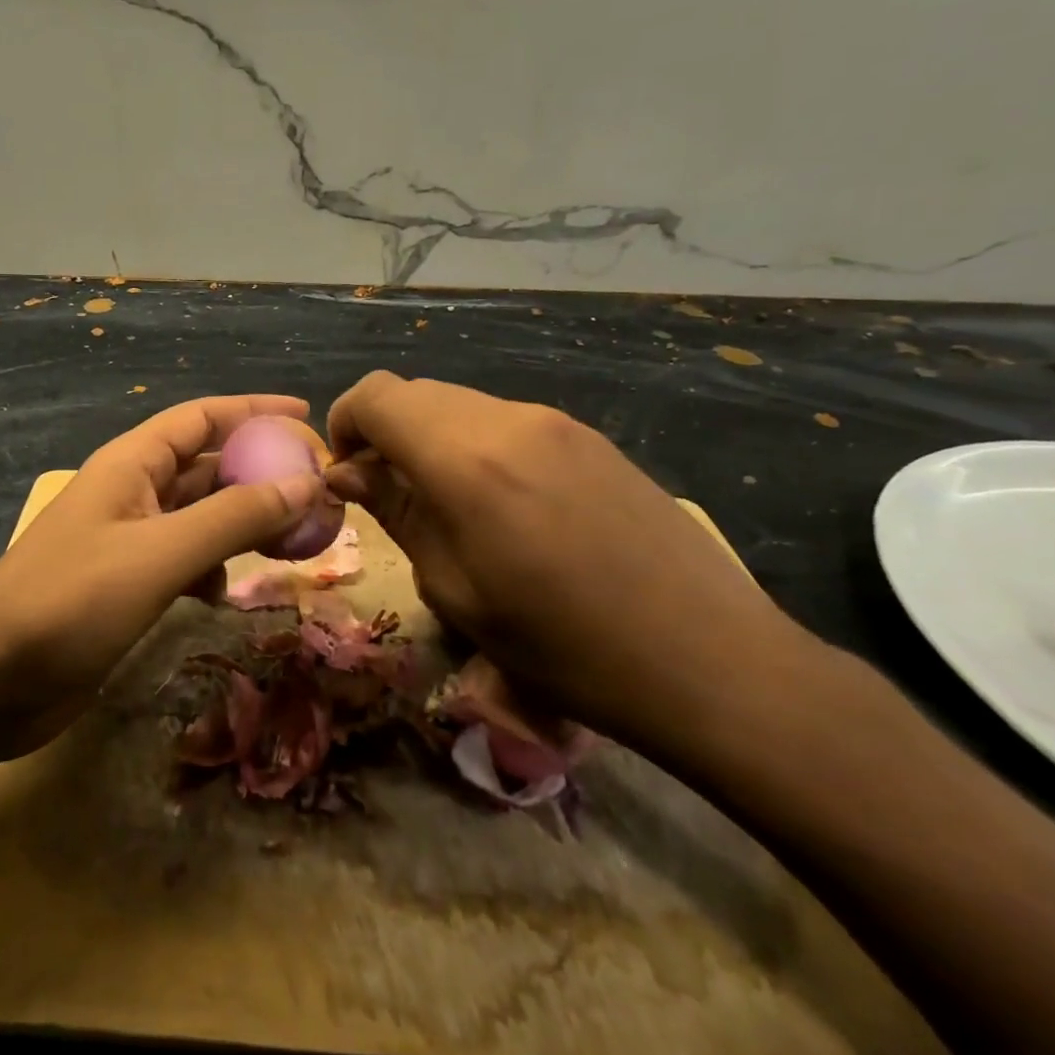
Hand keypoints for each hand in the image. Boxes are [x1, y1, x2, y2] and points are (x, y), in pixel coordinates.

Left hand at [0, 394, 326, 759]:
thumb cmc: (71, 601)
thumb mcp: (160, 553)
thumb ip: (233, 518)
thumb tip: (306, 484)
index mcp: (131, 464)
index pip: (201, 417)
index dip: (254, 410)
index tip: (308, 414)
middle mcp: (130, 493)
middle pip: (205, 466)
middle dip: (258, 472)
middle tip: (316, 488)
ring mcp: (127, 541)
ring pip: (198, 516)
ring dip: (240, 523)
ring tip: (290, 540)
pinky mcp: (125, 585)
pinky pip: (182, 560)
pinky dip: (210, 568)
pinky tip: (223, 594)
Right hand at [323, 372, 808, 741]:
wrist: (709, 660)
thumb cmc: (562, 645)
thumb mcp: (455, 589)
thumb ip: (398, 513)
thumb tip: (350, 474)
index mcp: (465, 459)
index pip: (376, 396)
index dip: (345, 424)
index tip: (347, 475)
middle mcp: (509, 421)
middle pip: (417, 394)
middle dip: (385, 433)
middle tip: (387, 495)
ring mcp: (557, 424)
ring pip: (462, 407)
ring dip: (431, 441)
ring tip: (444, 506)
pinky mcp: (591, 439)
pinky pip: (507, 424)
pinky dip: (476, 447)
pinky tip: (502, 507)